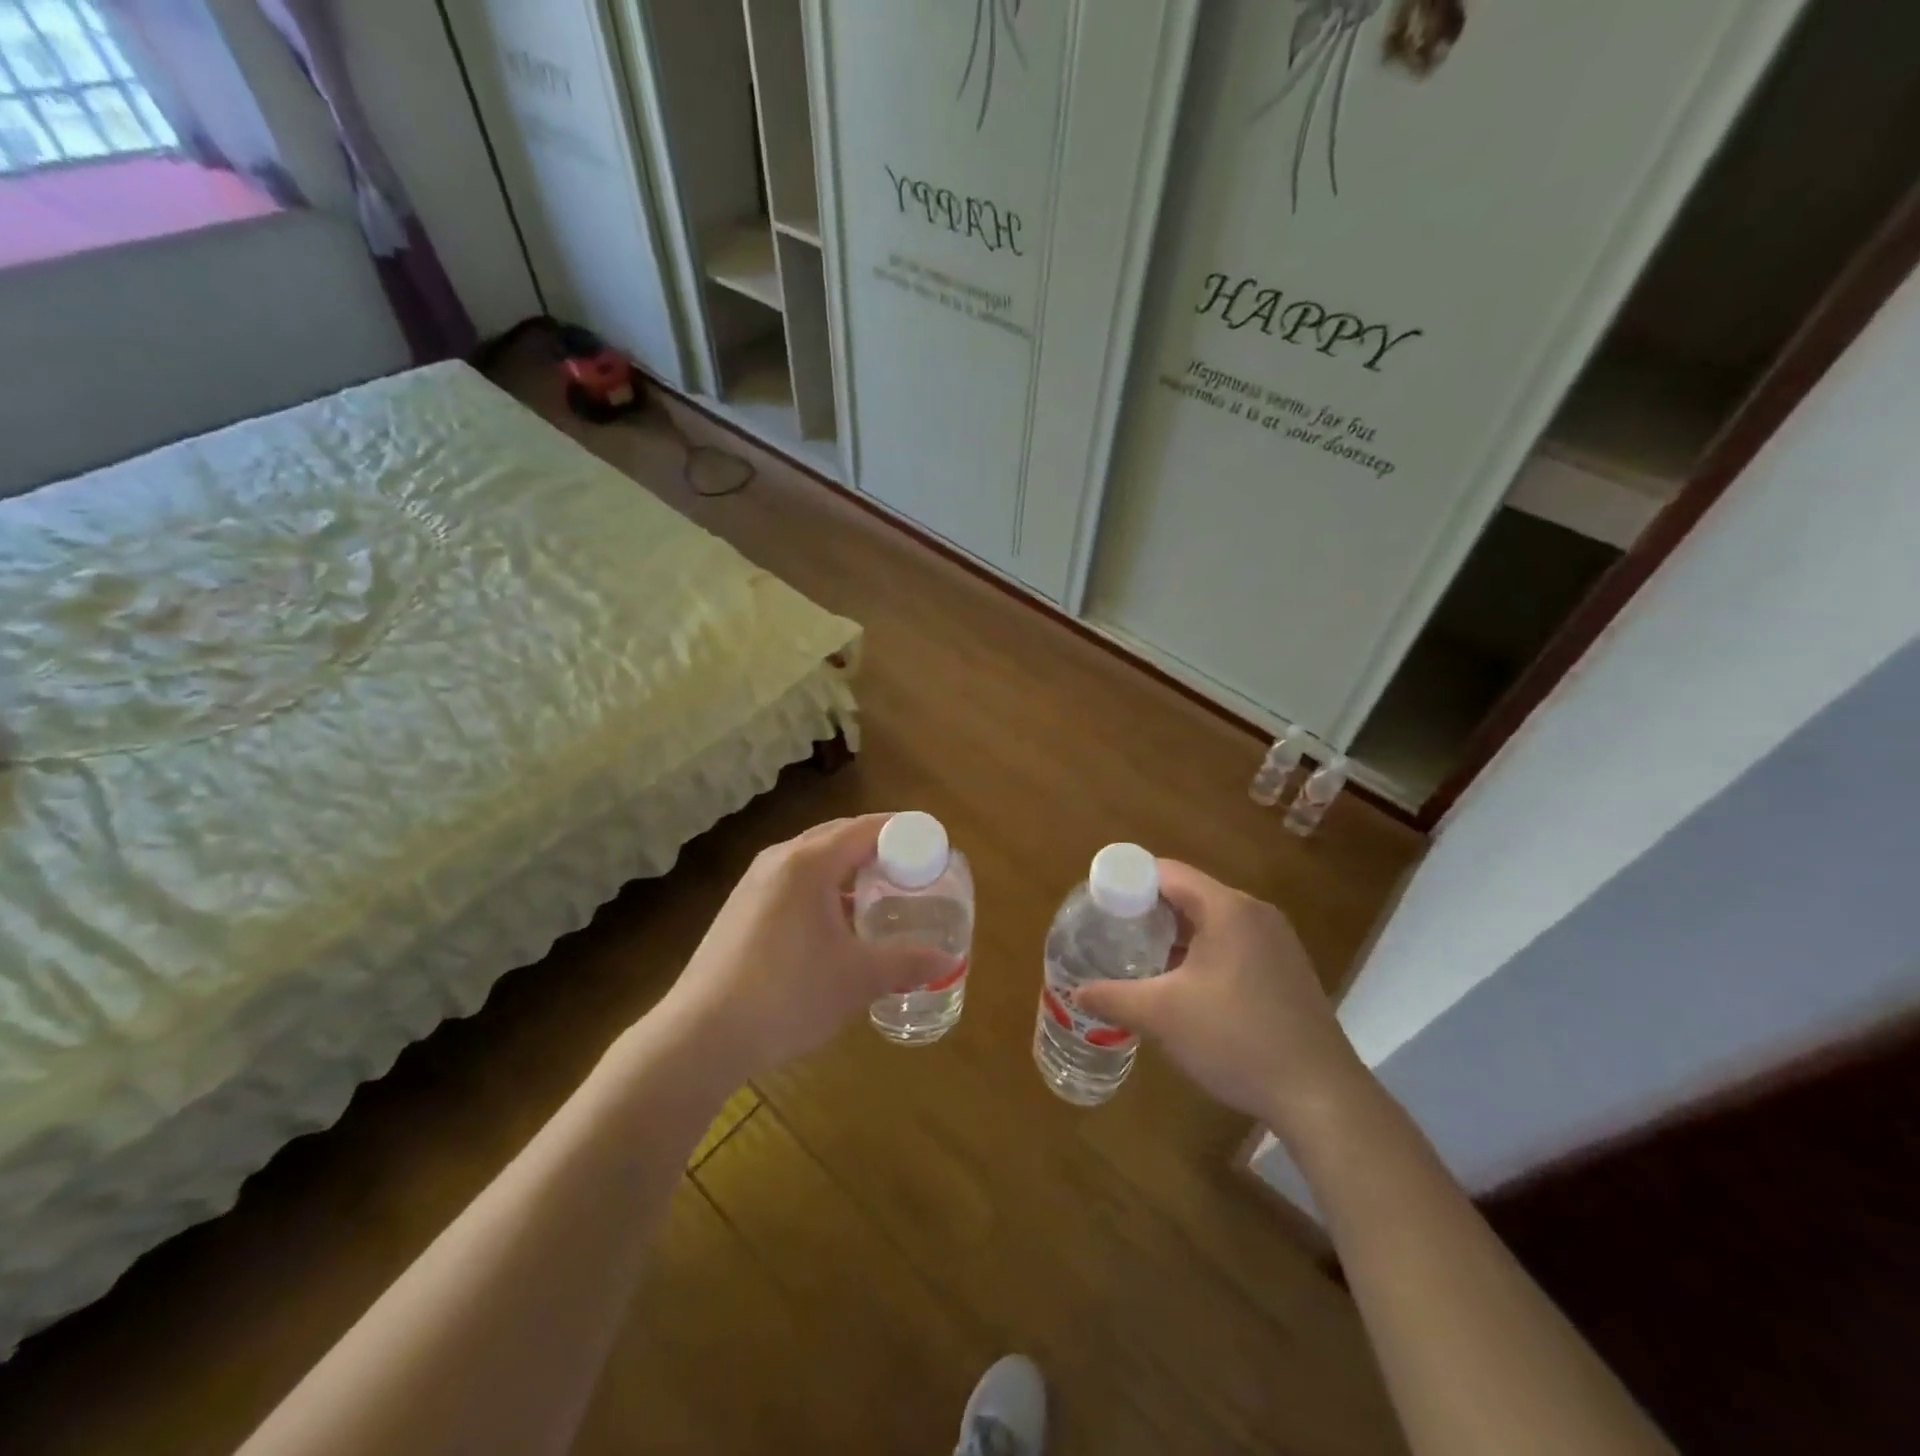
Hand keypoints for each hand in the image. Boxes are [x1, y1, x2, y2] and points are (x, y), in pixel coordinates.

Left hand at [654, 815, 957, 1084]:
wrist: (701, 1035)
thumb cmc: (788, 994)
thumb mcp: (857, 979)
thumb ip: (907, 963)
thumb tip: (949, 960)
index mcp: (809, 862)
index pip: (866, 828)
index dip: (904, 831)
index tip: (933, 844)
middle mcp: (780, 860)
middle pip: (839, 836)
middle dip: (878, 847)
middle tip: (912, 869)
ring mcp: (754, 883)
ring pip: (813, 859)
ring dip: (848, 869)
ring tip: (879, 896)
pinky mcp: (741, 908)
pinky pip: (793, 881)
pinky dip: (824, 888)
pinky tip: (836, 924)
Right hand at [1071, 860, 1367, 1131]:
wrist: (1321, 1095)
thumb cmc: (1237, 1039)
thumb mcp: (1163, 1016)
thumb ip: (1114, 997)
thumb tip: (1077, 992)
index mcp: (1227, 908)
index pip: (1167, 873)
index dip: (1129, 884)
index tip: (1100, 906)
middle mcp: (1255, 913)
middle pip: (1189, 894)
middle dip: (1149, 912)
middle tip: (1113, 935)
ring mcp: (1276, 942)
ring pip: (1212, 921)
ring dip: (1175, 936)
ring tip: (1140, 959)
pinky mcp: (1286, 970)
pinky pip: (1233, 943)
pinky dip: (1202, 952)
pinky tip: (1183, 986)